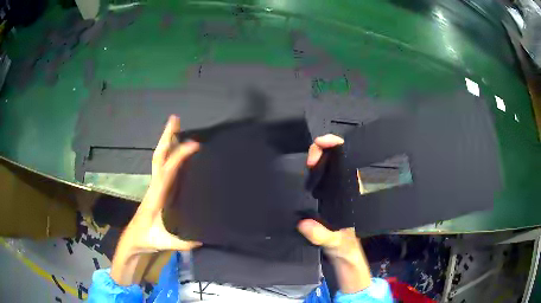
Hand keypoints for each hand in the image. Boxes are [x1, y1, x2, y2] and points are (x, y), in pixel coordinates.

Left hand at [111, 115, 200, 284]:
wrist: (133, 239)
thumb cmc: (146, 238)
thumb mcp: (164, 243)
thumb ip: (183, 242)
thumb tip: (204, 238)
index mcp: (155, 197)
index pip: (167, 173)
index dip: (178, 157)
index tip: (193, 145)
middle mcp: (154, 187)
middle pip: (158, 157)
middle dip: (166, 137)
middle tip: (174, 119)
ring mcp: (155, 186)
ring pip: (159, 159)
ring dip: (166, 142)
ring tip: (176, 127)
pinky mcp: (157, 189)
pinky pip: (162, 167)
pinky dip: (168, 153)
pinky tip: (175, 149)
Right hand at [299, 134, 371, 293]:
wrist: (342, 254)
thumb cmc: (345, 246)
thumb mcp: (335, 242)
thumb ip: (322, 235)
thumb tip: (305, 224)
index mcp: (353, 194)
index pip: (350, 161)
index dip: (338, 147)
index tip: (323, 143)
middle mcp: (346, 189)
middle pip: (337, 159)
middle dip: (323, 150)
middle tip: (310, 157)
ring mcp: (336, 192)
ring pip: (328, 166)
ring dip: (317, 157)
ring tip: (306, 161)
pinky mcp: (326, 197)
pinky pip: (319, 178)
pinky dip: (311, 170)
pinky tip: (304, 172)